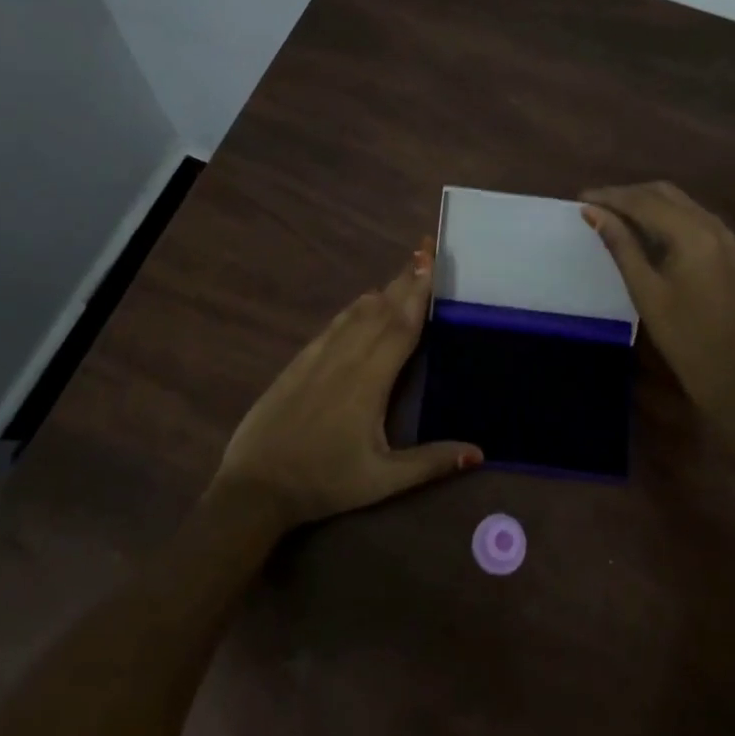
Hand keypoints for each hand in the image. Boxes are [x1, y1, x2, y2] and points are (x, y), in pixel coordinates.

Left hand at [211, 239, 482, 529]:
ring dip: (384, 288)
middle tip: (426, 249)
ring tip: (405, 269)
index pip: (401, 326)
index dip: (419, 292)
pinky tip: (363, 301)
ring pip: (357, 312)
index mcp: (370, 381)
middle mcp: (346, 358)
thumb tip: (479, 450)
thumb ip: (430, 462)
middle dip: (406, 279)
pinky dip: (355, 307)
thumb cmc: (324, 482)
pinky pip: (333, 324)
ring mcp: (319, 356)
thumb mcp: (382, 481)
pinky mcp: (300, 362)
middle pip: (382, 310)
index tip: (432, 260)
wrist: (255, 486)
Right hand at [580, 182, 734, 422]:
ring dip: (645, 202)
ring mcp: (724, 236)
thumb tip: (593, 212)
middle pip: (663, 193)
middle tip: (595, 206)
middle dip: (627, 195)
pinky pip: (691, 216)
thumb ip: (620, 245)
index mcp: (693, 234)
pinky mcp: (727, 250)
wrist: (733, 376)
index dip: (610, 197)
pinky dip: (664, 214)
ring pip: (679, 202)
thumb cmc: (684, 338)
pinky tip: (644, 228)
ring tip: (613, 214)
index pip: (644, 201)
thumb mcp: (646, 291)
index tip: (580, 198)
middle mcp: (712, 225)